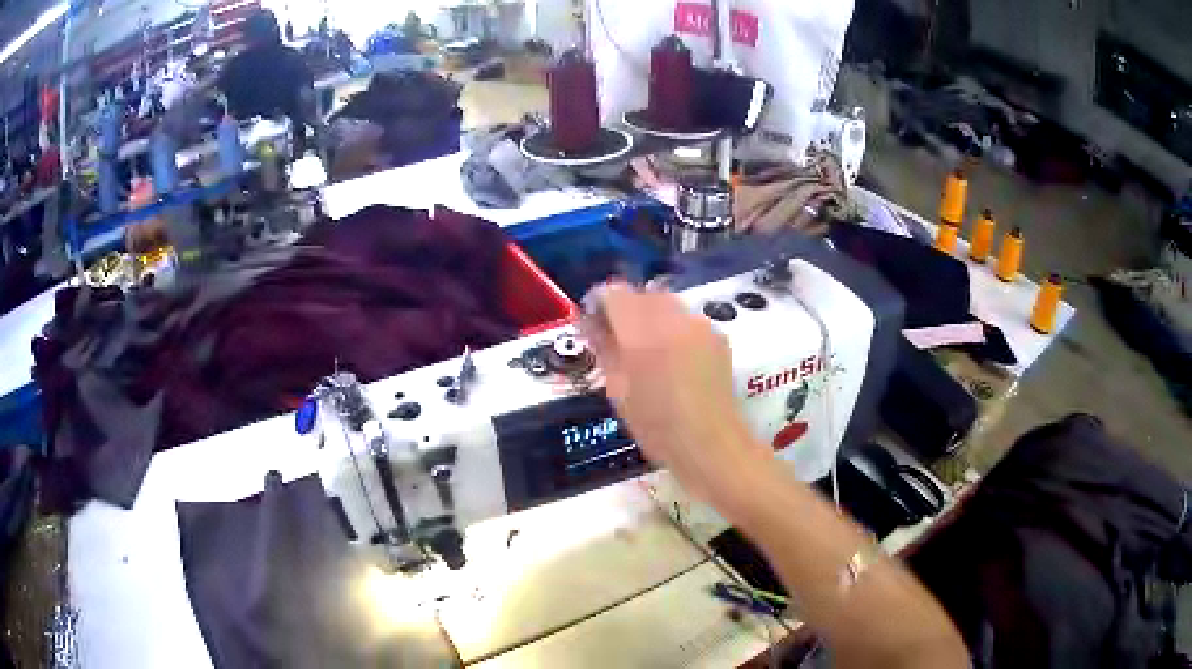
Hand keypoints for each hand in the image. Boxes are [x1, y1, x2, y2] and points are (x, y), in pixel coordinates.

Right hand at [582, 283, 766, 500]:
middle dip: (628, 309)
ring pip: (668, 304)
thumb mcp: (618, 391)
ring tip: (649, 351)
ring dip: (653, 317)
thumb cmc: (656, 426)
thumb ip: (604, 349)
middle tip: (620, 339)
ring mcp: (700, 324)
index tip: (594, 324)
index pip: (614, 293)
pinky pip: (689, 320)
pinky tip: (676, 359)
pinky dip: (676, 329)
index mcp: (641, 330)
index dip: (600, 304)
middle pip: (643, 293)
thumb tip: (591, 324)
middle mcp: (673, 317)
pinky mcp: (718, 336)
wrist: (710, 443)